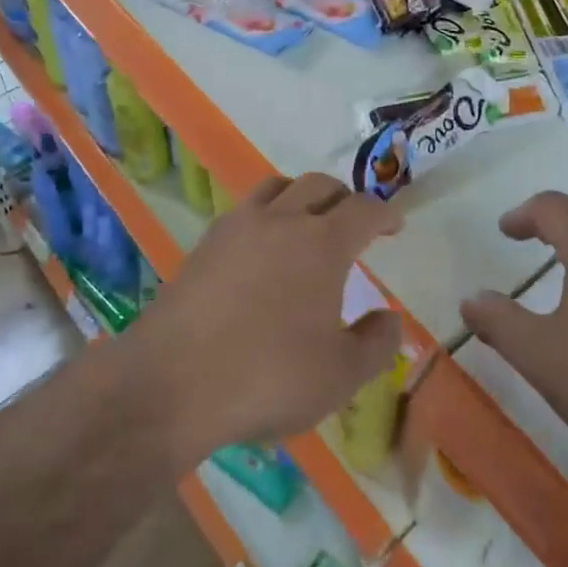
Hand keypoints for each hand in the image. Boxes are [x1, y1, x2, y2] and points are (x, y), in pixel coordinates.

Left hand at [130, 173, 404, 465]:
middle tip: (355, 222)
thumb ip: (376, 343)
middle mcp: (281, 220)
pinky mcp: (204, 244)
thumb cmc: (269, 376)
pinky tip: (262, 248)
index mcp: (322, 243)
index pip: (363, 210)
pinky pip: (244, 210)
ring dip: (301, 195)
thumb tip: (390, 318)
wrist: (173, 381)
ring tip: (307, 221)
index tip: (395, 225)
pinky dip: (265, 215)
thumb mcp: (341, 375)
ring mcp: (237, 227)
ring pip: (277, 187)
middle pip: (320, 185)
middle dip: (344, 198)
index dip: (385, 213)